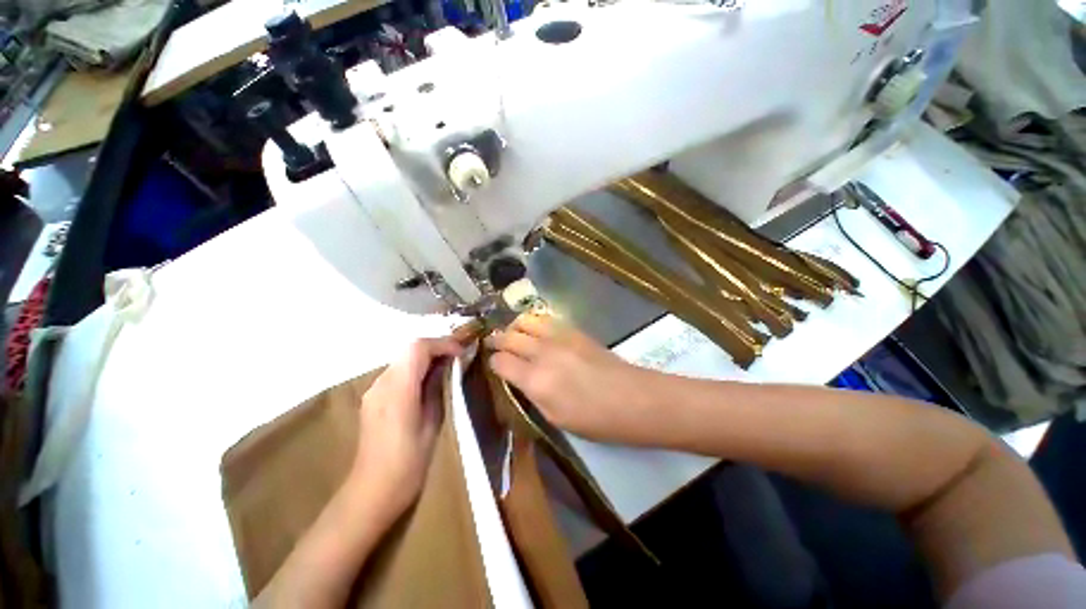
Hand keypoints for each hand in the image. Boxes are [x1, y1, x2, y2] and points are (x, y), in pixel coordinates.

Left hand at [351, 337, 462, 518]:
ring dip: (426, 356)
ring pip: (403, 358)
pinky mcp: (373, 397)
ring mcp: (374, 389)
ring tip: (447, 366)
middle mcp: (381, 383)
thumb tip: (448, 365)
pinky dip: (416, 367)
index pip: (419, 348)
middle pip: (410, 349)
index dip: (443, 343)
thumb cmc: (409, 462)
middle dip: (436, 347)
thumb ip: (438, 388)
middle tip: (458, 356)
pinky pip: (398, 371)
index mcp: (398, 390)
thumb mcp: (432, 423)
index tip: (462, 351)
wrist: (372, 491)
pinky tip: (428, 380)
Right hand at [486, 314, 662, 443]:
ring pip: (525, 321)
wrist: (633, 398)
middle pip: (509, 337)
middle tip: (493, 345)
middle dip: (497, 340)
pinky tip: (536, 331)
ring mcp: (559, 337)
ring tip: (513, 334)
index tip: (494, 366)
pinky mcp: (574, 330)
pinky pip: (546, 318)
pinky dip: (534, 322)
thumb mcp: (556, 418)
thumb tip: (518, 379)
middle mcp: (543, 353)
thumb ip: (532, 395)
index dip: (493, 363)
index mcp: (535, 380)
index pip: (500, 362)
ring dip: (515, 327)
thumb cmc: (595, 419)